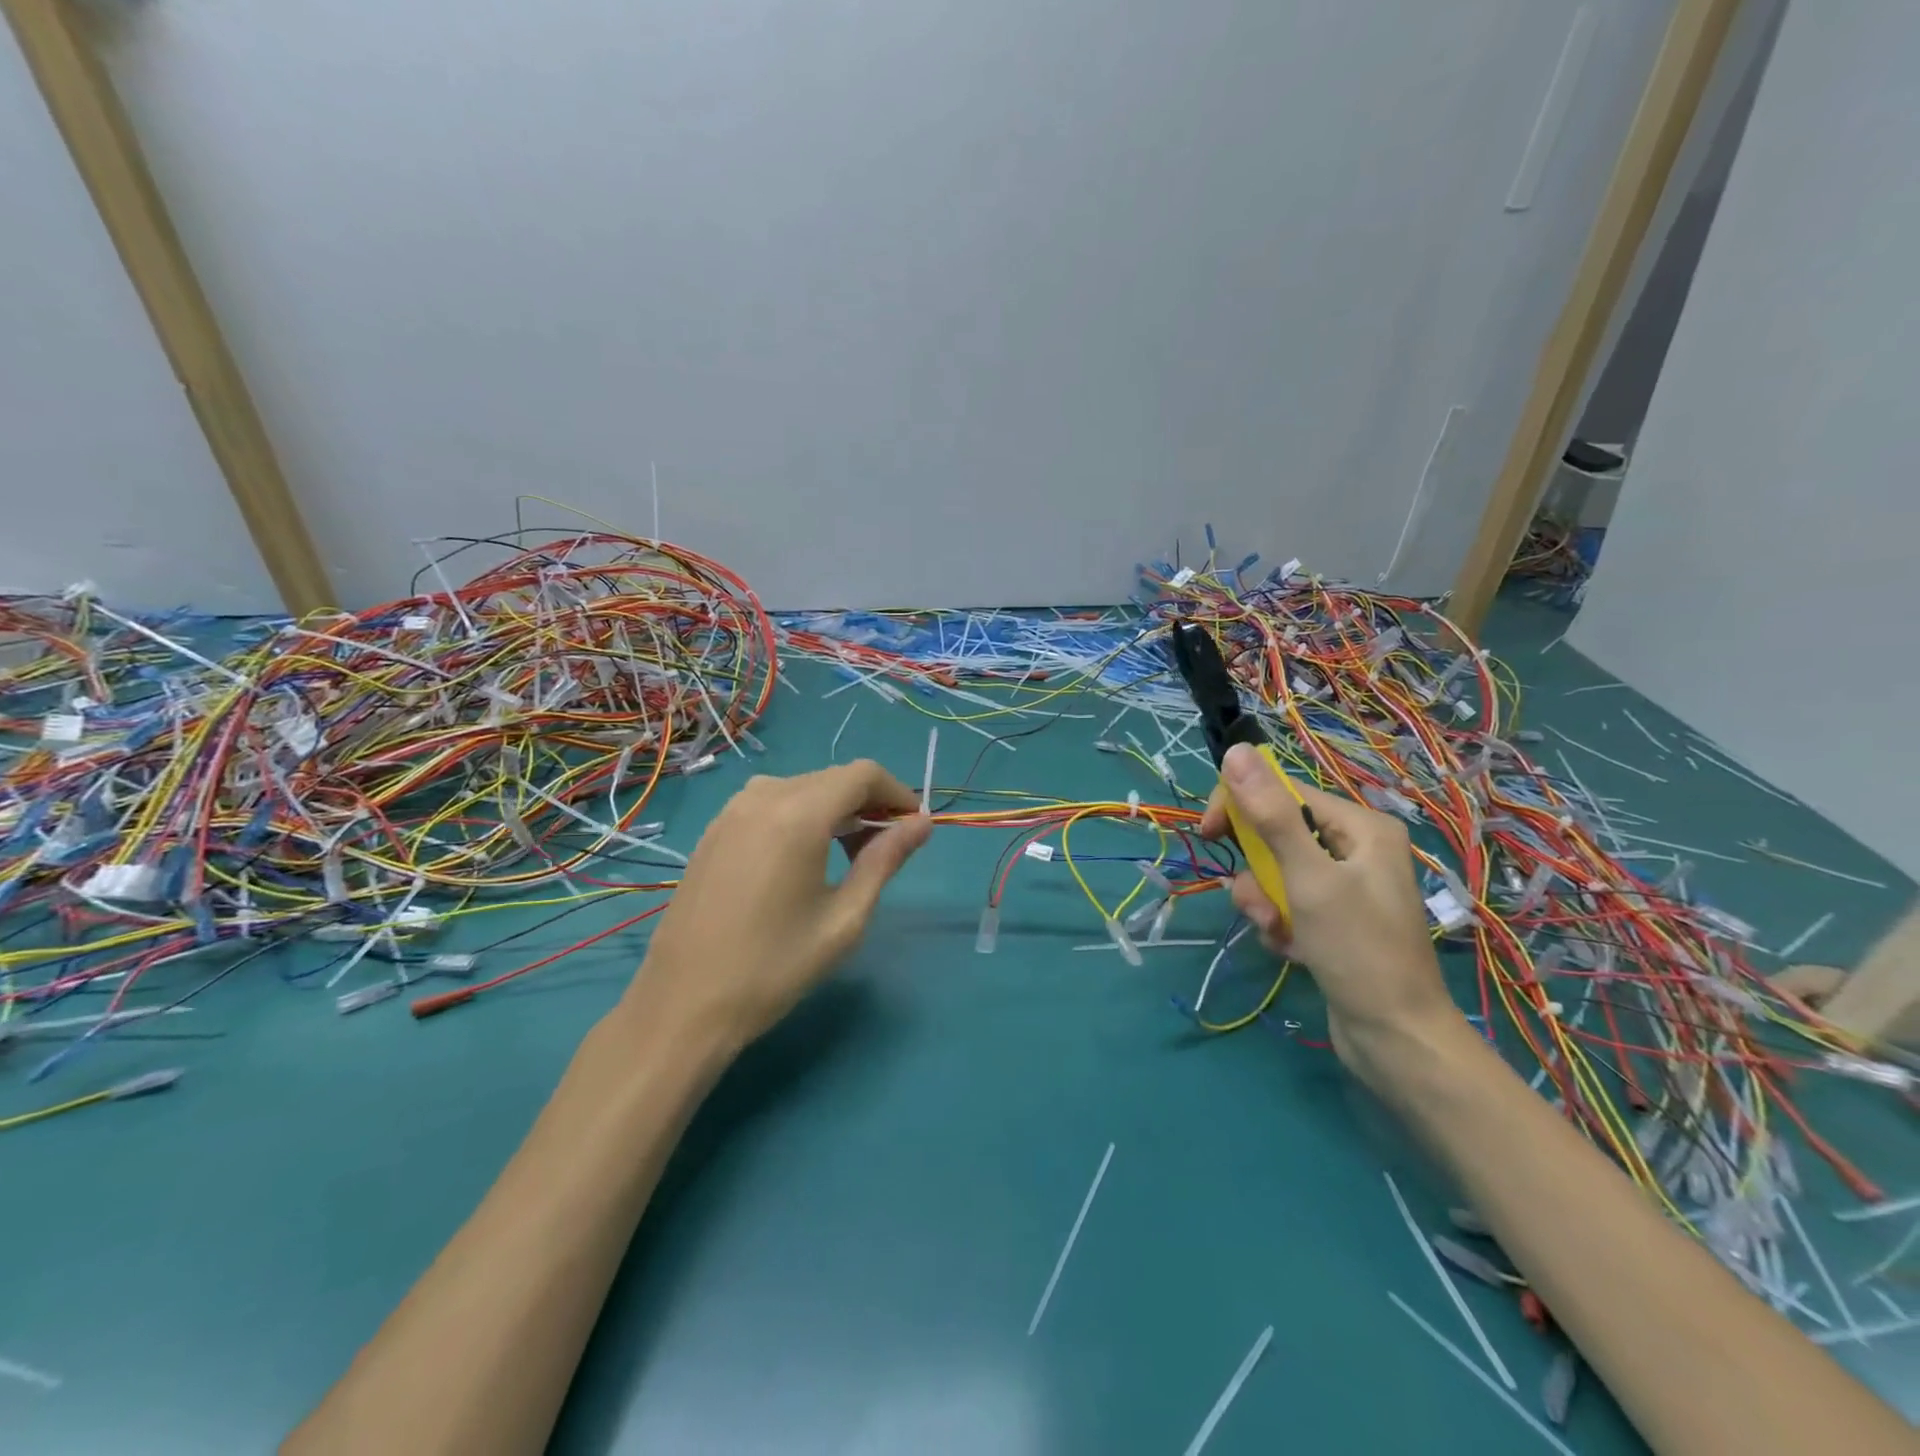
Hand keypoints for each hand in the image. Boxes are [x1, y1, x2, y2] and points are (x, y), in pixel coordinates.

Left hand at [628, 760, 931, 1052]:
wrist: (683, 1005)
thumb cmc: (775, 967)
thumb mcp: (845, 918)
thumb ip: (886, 860)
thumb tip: (922, 822)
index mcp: (798, 814)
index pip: (863, 774)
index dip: (897, 792)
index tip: (912, 827)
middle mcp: (763, 797)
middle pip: (832, 777)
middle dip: (867, 803)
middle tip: (883, 850)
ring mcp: (731, 811)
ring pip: (802, 787)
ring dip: (834, 808)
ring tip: (846, 855)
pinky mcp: (714, 830)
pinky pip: (770, 802)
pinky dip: (800, 815)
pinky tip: (803, 857)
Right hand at [1200, 744, 1454, 1079]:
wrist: (1397, 1040)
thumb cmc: (1358, 950)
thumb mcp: (1307, 878)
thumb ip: (1270, 815)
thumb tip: (1236, 751)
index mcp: (1361, 827)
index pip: (1283, 792)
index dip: (1240, 806)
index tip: (1209, 834)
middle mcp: (1356, 849)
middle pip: (1277, 834)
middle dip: (1257, 869)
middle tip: (1255, 900)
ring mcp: (1346, 887)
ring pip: (1276, 872)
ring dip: (1265, 901)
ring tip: (1278, 932)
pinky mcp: (1334, 920)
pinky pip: (1287, 903)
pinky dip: (1279, 922)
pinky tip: (1290, 949)